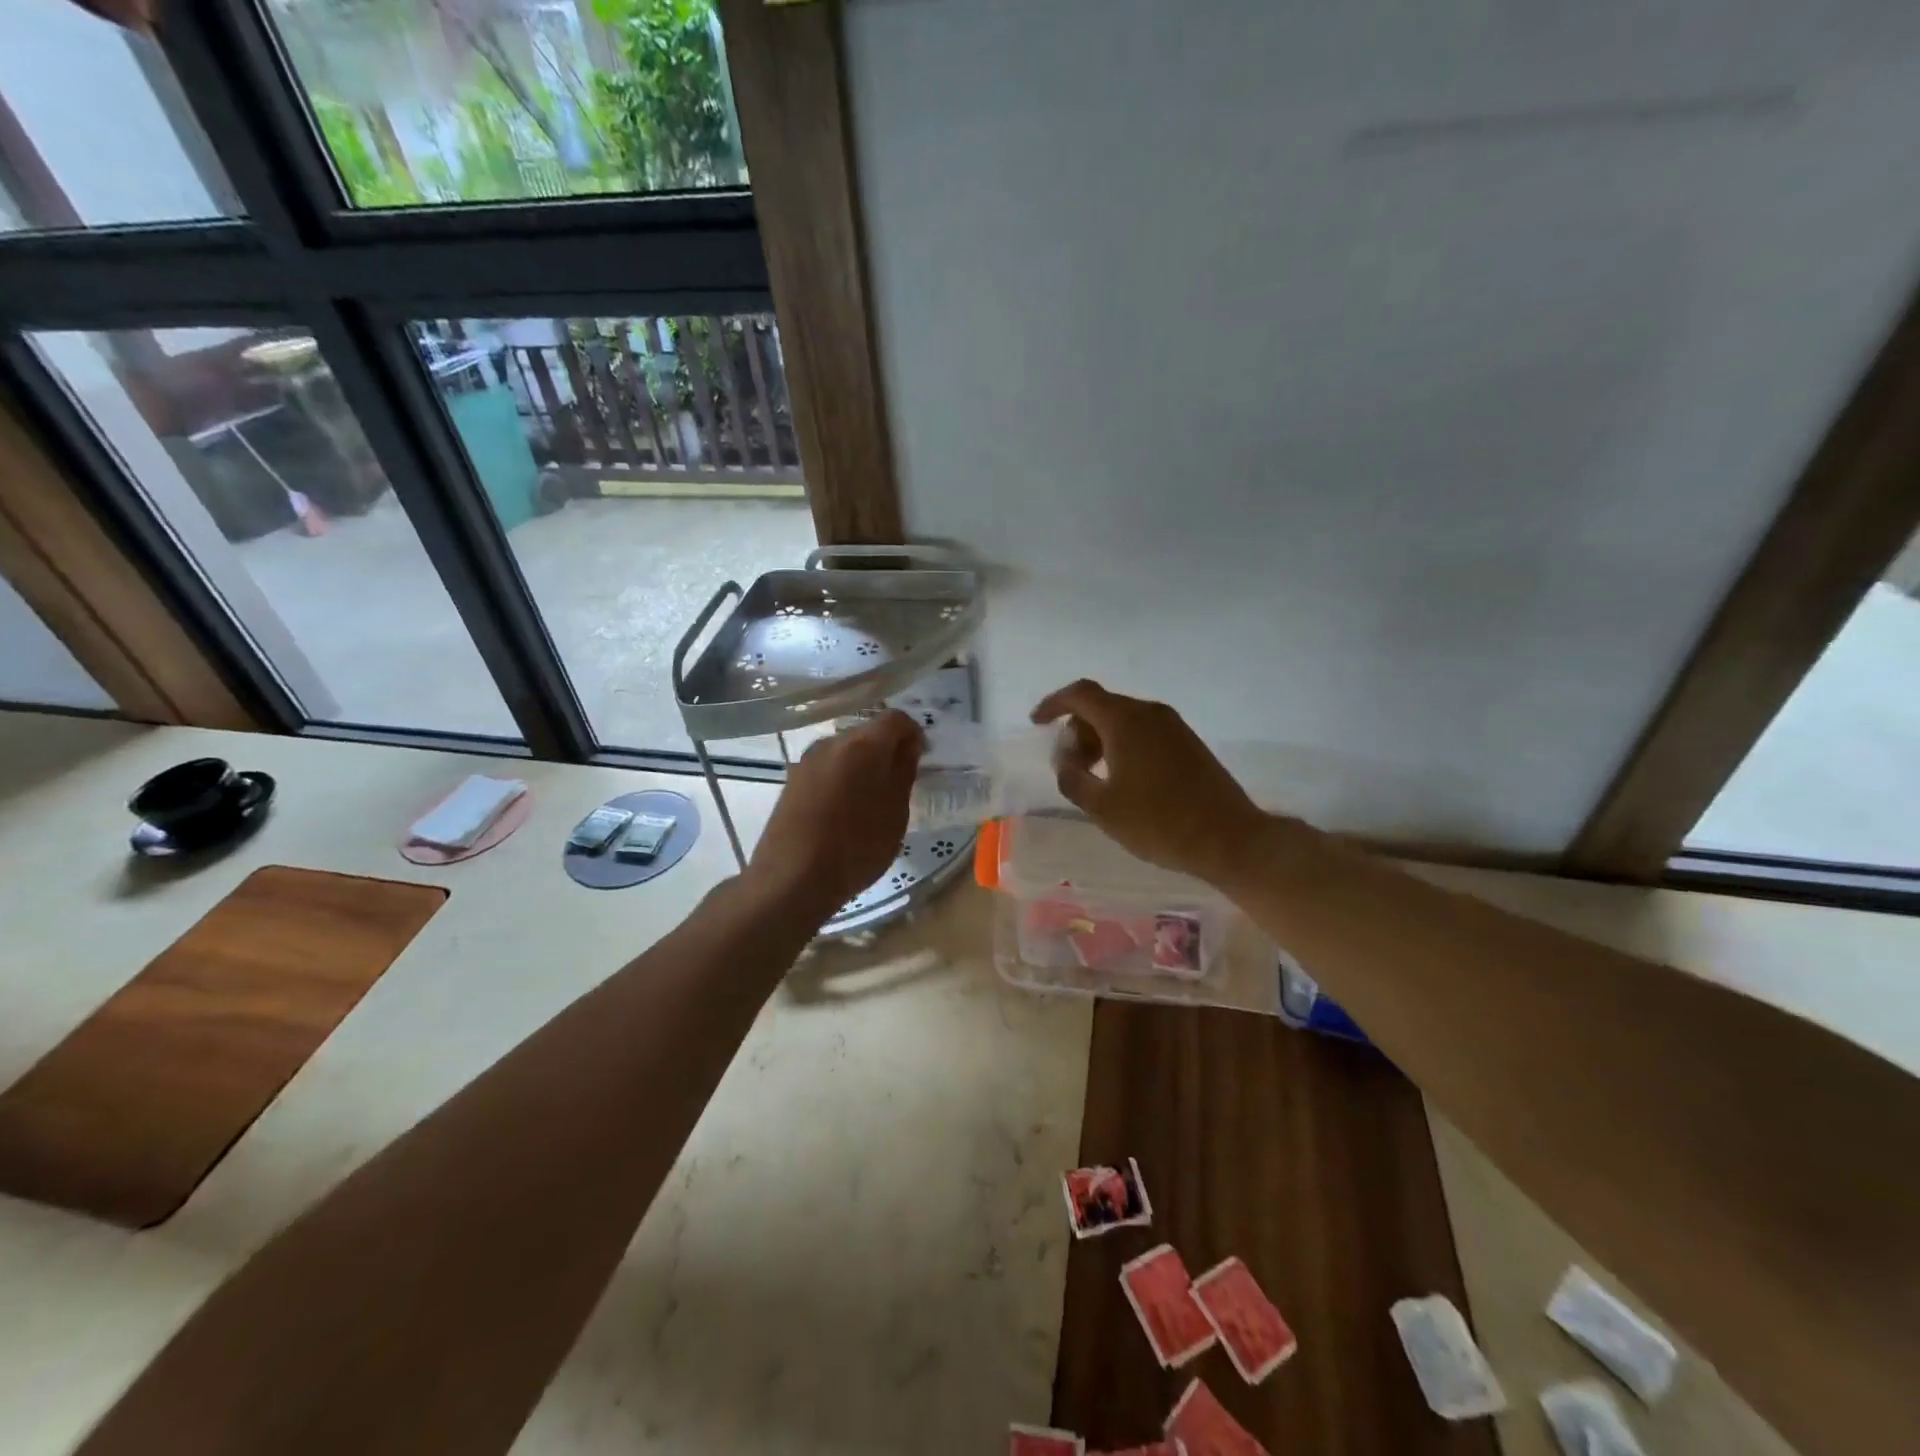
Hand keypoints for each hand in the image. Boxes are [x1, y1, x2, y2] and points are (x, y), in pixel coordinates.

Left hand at [745, 711, 924, 922]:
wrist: (791, 880)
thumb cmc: (855, 847)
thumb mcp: (895, 813)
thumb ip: (904, 772)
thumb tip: (907, 746)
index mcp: (862, 745)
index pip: (896, 719)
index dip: (913, 735)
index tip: (919, 761)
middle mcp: (831, 743)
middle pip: (867, 733)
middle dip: (886, 751)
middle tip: (898, 785)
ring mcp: (806, 761)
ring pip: (845, 752)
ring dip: (862, 767)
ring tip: (870, 803)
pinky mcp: (791, 782)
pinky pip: (826, 769)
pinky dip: (841, 780)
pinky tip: (843, 812)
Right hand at [1030, 680, 1271, 888]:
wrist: (1229, 839)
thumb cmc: (1159, 823)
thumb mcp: (1101, 807)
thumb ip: (1072, 777)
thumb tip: (1065, 759)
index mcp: (1126, 721)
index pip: (1080, 694)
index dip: (1053, 704)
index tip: (1036, 723)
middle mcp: (1150, 713)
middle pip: (1102, 706)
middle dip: (1077, 730)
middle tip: (1071, 767)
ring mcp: (1173, 726)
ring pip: (1123, 719)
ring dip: (1100, 740)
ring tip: (1095, 778)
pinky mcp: (1188, 742)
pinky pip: (1143, 731)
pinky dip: (1122, 745)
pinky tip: (1122, 780)